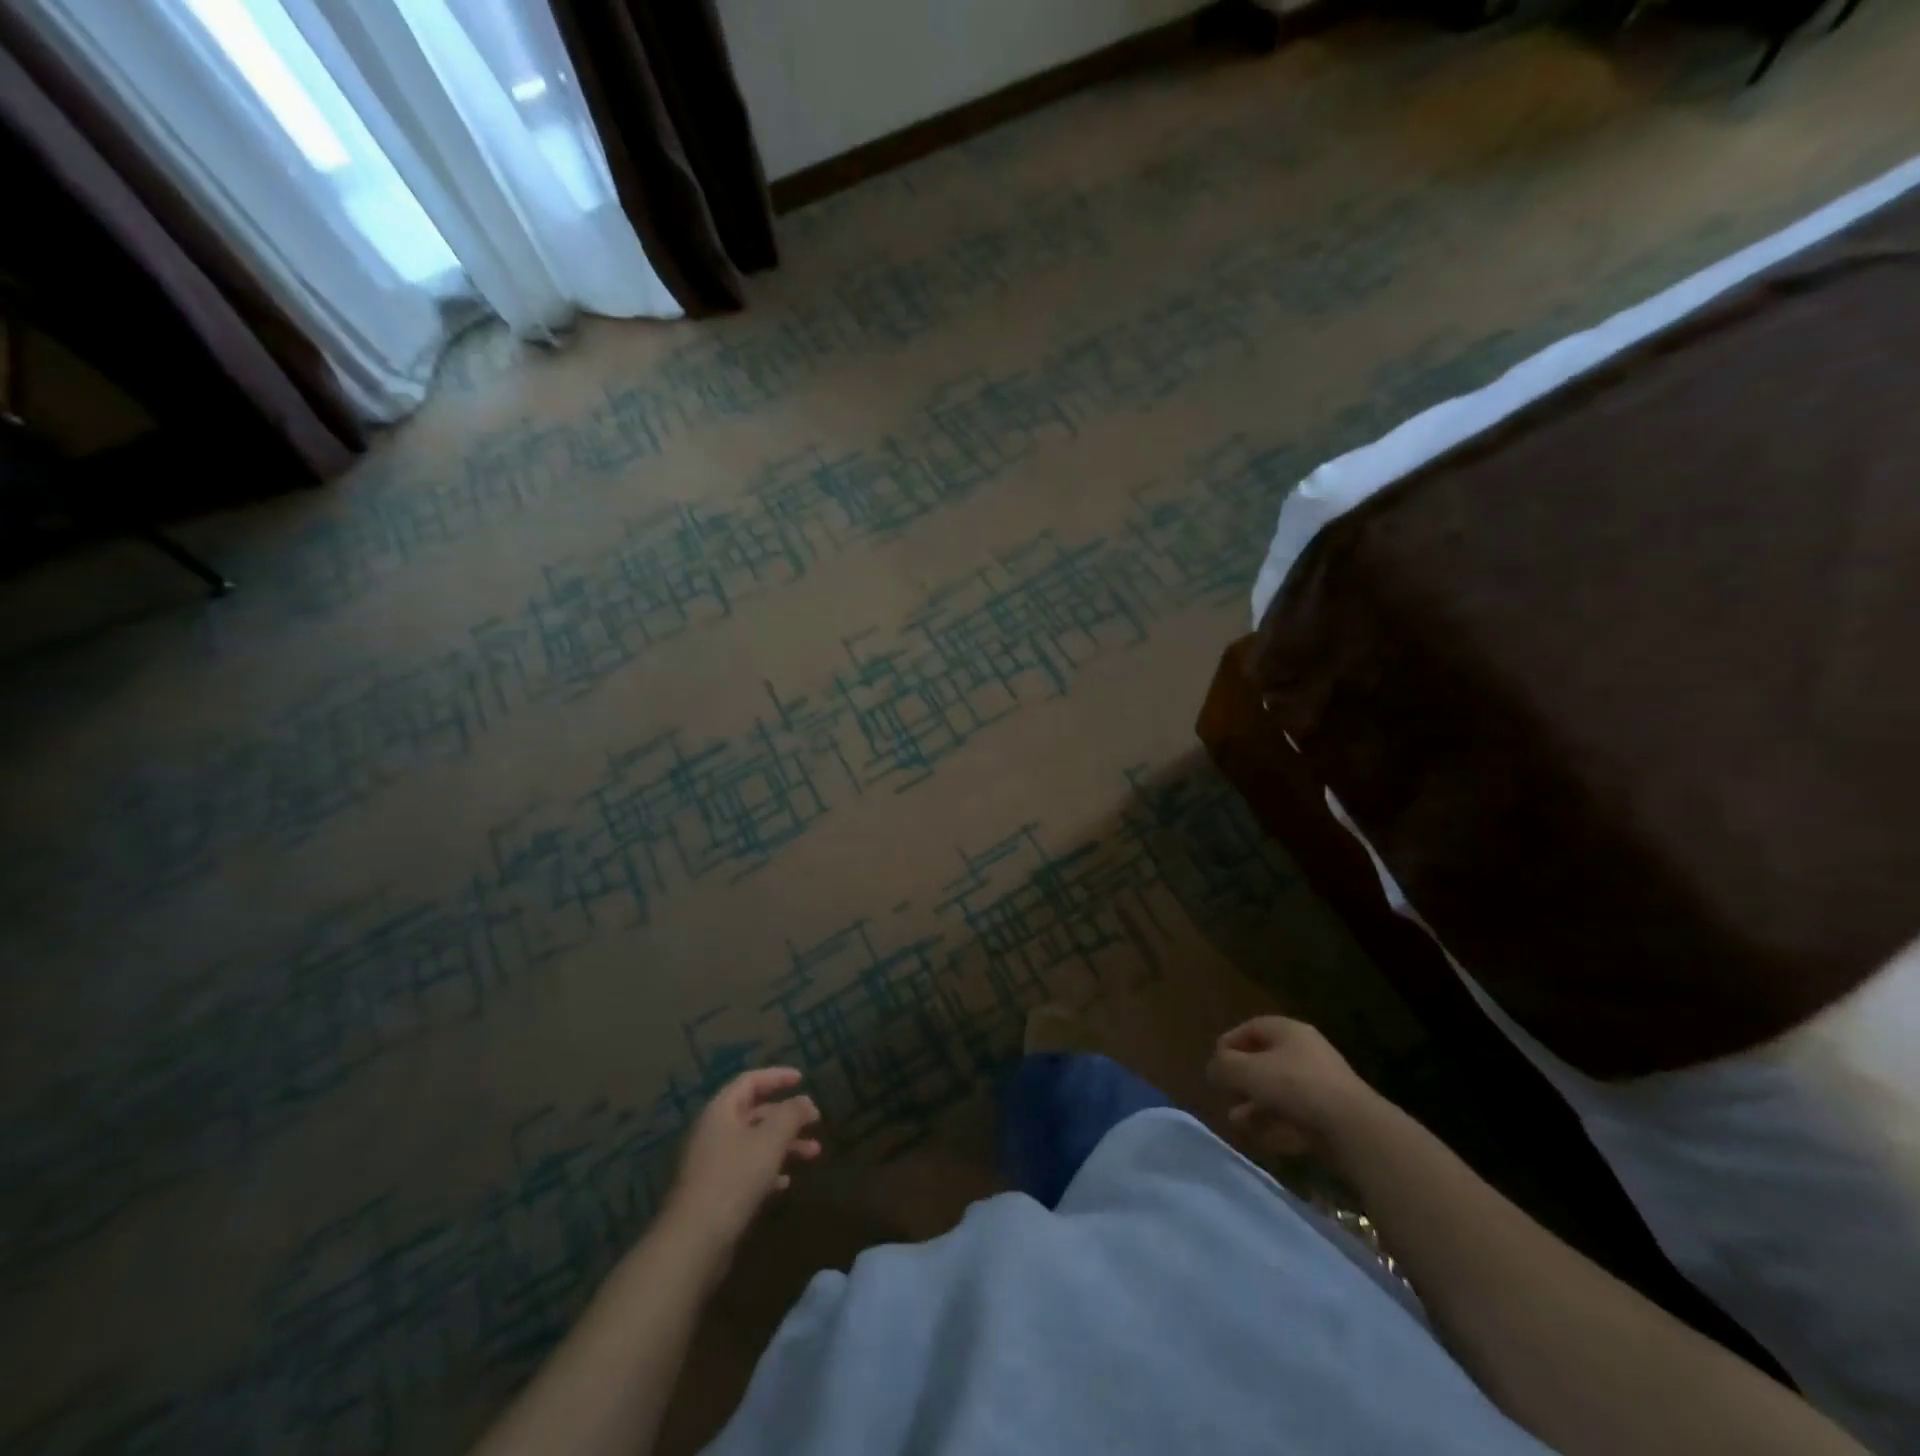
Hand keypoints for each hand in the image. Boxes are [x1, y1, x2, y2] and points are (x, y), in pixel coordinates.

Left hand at [667, 1068, 821, 1246]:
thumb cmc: (734, 1179)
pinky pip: (748, 1169)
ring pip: (755, 1143)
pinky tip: (786, 1182)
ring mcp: (713, 1163)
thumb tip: (806, 1101)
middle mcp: (715, 1131)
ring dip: (785, 1144)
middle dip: (787, 1116)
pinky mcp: (716, 1192)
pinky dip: (769, 1169)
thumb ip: (791, 1115)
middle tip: (815, 1121)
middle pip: (755, 1113)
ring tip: (814, 1153)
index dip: (777, 1077)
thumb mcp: (770, 1140)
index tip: (802, 1079)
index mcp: (721, 1111)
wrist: (694, 1242)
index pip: (750, 1081)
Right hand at [1207, 1016, 1374, 1156]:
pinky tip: (1264, 1141)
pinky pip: (1297, 1116)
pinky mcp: (1332, 1115)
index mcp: (1287, 1031)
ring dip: (1256, 1108)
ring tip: (1238, 1125)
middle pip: (1264, 1062)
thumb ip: (1223, 1067)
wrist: (1353, 1128)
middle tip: (1225, 1097)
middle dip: (1242, 1082)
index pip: (1250, 1029)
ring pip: (1279, 1092)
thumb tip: (1214, 1069)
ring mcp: (1322, 1084)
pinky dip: (1278, 1126)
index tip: (1215, 1067)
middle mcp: (1306, 1052)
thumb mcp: (1247, 1072)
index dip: (1228, 1045)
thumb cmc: (1294, 1086)